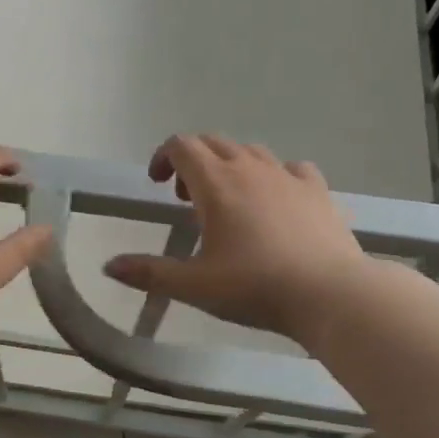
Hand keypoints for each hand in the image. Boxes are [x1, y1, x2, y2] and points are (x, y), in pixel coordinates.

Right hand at [102, 134, 368, 343]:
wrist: (330, 294)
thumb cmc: (254, 287)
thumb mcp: (193, 285)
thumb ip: (148, 272)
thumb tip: (108, 266)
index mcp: (216, 183)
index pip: (182, 146)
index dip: (163, 157)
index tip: (157, 184)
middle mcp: (250, 168)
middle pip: (214, 143)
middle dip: (193, 161)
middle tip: (186, 197)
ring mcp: (288, 176)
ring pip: (251, 152)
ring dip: (230, 165)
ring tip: (227, 200)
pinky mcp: (318, 191)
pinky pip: (291, 169)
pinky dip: (274, 176)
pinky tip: (275, 201)